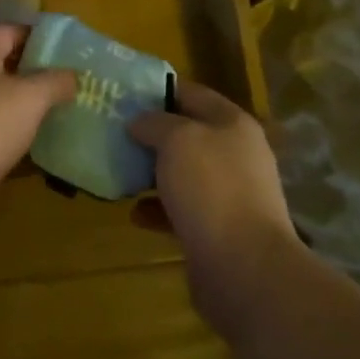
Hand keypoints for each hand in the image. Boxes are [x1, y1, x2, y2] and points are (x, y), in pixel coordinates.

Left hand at [0, 25, 75, 216]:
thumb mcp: (30, 99)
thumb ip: (55, 81)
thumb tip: (72, 74)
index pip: (15, 30)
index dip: (45, 41)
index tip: (72, 59)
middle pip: (0, 60)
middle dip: (32, 73)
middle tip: (65, 89)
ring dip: (15, 103)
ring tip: (47, 117)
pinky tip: (17, 144)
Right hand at [128, 83, 300, 340]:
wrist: (245, 268)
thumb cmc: (211, 188)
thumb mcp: (176, 140)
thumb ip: (154, 123)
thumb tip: (138, 122)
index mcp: (232, 123)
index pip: (192, 93)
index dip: (158, 90)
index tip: (124, 94)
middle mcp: (235, 154)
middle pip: (187, 134)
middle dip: (151, 134)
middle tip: (114, 133)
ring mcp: (229, 194)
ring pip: (183, 173)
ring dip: (152, 173)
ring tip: (120, 171)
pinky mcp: (218, 230)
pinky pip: (181, 210)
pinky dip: (158, 210)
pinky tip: (134, 214)